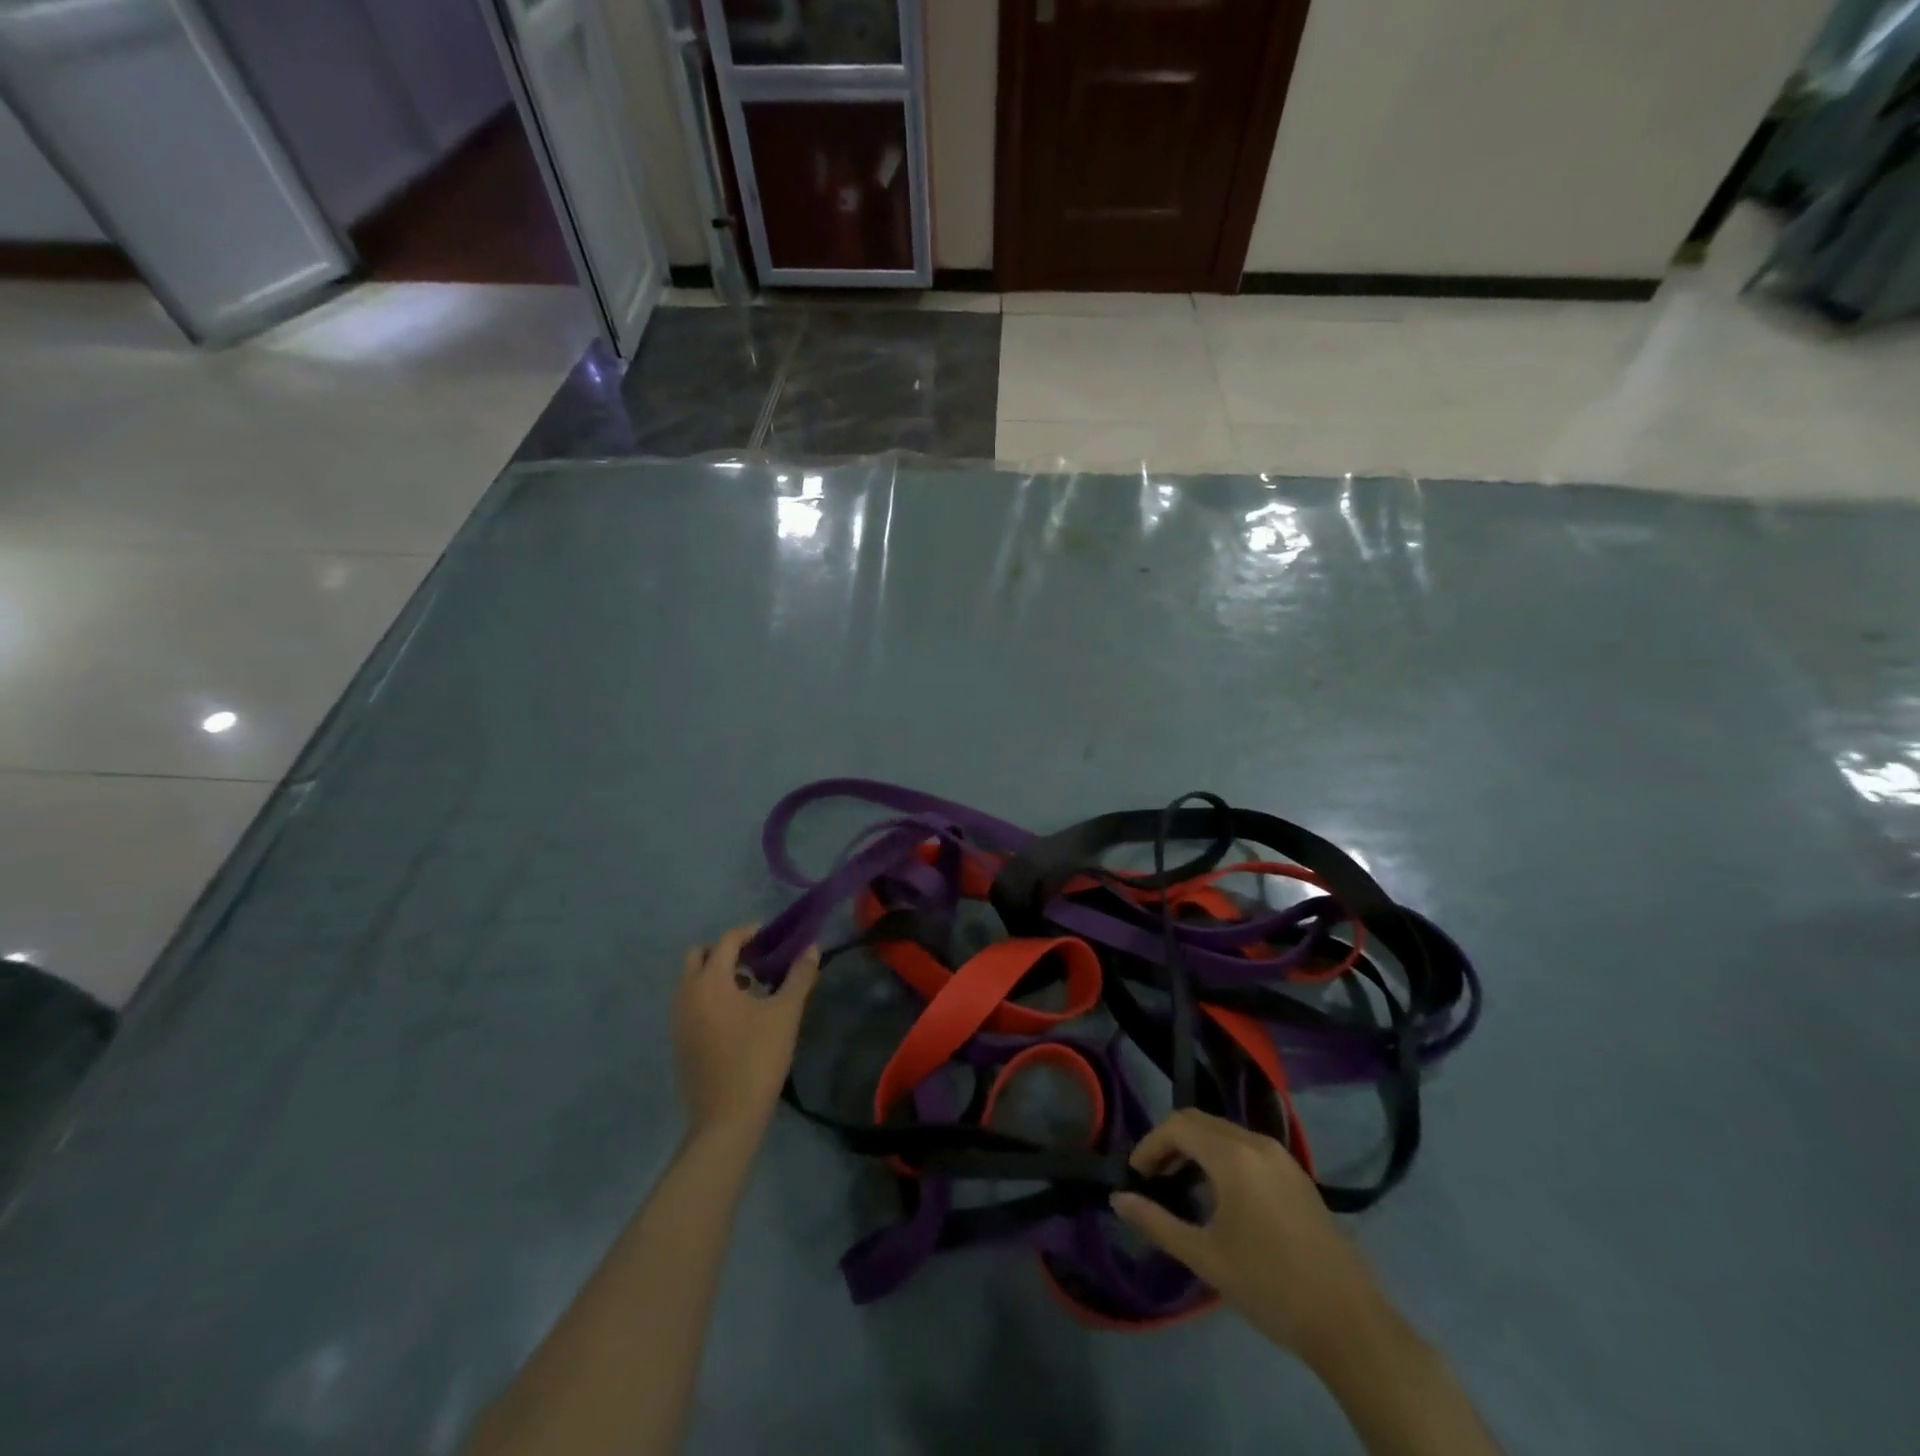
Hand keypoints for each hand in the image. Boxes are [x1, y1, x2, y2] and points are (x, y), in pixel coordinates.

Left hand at [674, 926, 818, 1141]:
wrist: (727, 1119)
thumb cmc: (758, 1058)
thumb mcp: (785, 1014)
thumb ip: (799, 976)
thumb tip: (812, 948)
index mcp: (710, 982)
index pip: (727, 941)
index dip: (750, 932)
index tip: (772, 936)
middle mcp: (687, 995)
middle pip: (699, 956)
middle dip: (726, 951)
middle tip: (755, 960)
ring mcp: (678, 1020)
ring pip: (692, 981)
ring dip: (717, 974)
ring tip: (751, 987)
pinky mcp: (679, 1042)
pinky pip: (691, 1003)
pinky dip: (709, 996)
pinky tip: (737, 1016)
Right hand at [1110, 1108, 1389, 1367]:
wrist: (1350, 1323)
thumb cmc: (1270, 1286)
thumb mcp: (1205, 1257)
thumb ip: (1157, 1222)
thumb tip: (1118, 1199)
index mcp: (1233, 1155)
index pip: (1178, 1126)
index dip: (1150, 1144)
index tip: (1136, 1176)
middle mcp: (1257, 1142)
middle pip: (1200, 1122)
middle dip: (1171, 1143)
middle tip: (1153, 1177)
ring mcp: (1282, 1157)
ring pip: (1225, 1133)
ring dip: (1197, 1149)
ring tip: (1181, 1185)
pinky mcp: (1298, 1176)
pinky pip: (1248, 1148)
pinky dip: (1223, 1157)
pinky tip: (1221, 1196)